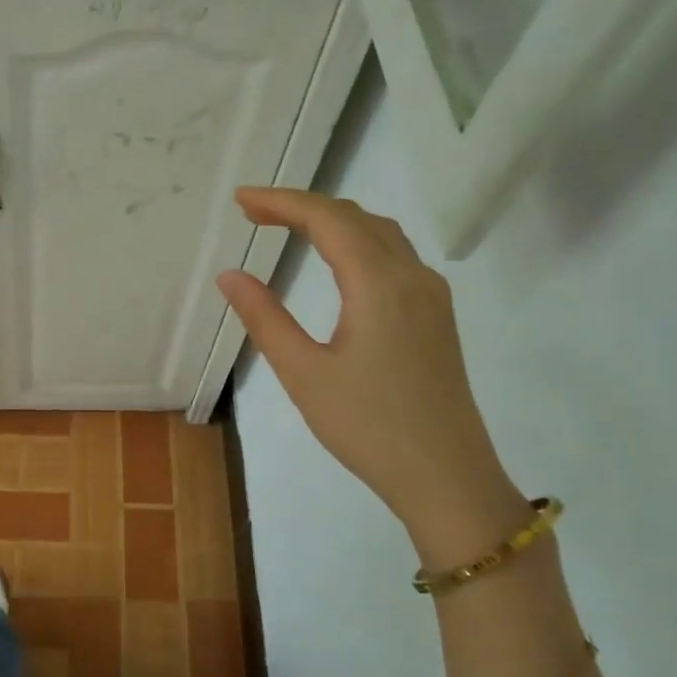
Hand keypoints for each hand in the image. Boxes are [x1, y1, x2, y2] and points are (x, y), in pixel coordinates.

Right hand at [217, 188, 526, 562]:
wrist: (446, 476)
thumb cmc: (368, 426)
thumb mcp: (303, 373)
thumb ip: (265, 318)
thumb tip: (230, 275)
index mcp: (379, 284)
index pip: (327, 220)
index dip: (282, 202)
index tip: (241, 200)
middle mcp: (412, 276)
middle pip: (356, 218)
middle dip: (303, 207)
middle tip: (254, 214)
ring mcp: (430, 296)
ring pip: (380, 234)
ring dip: (333, 222)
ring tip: (288, 228)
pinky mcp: (435, 317)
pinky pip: (394, 257)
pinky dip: (356, 243)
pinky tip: (336, 263)